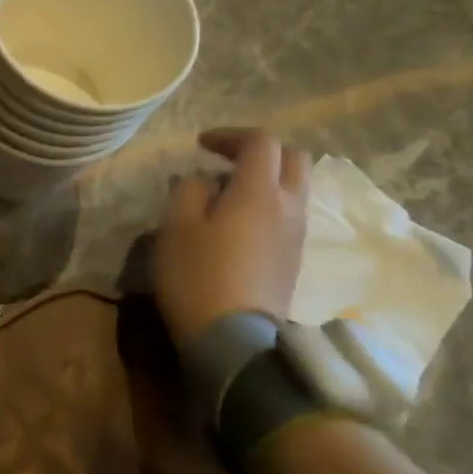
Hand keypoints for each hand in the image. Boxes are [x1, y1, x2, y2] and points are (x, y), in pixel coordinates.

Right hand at [154, 128, 310, 345]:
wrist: (233, 338)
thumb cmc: (197, 274)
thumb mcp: (176, 226)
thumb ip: (189, 191)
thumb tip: (205, 182)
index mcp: (259, 192)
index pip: (260, 142)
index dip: (231, 135)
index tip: (201, 145)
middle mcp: (288, 206)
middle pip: (293, 159)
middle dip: (260, 152)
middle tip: (226, 161)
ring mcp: (296, 235)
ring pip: (295, 188)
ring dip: (266, 180)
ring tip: (227, 194)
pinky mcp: (293, 259)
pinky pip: (288, 215)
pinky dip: (268, 205)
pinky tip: (237, 224)